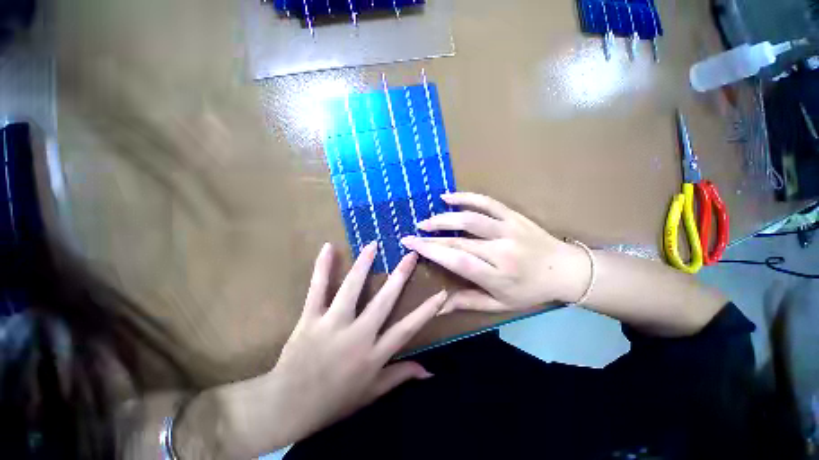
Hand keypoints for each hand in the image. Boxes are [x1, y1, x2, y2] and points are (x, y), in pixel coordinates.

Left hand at [203, 242, 447, 458]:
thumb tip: (430, 371)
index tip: (441, 293)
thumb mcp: (372, 392)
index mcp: (374, 354)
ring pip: (351, 288)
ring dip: (364, 264)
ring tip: (373, 244)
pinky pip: (317, 289)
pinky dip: (322, 268)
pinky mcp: (311, 319)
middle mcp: (357, 336)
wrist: (288, 407)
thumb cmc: (334, 401)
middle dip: (400, 276)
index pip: (407, 329)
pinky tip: (328, 247)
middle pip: (384, 301)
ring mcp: (333, 324)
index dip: (426, 311)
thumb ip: (401, 376)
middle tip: (410, 254)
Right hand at [401, 193, 590, 313]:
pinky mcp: (513, 216)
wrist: (567, 270)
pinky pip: (487, 202)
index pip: (458, 261)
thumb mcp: (501, 305)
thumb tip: (438, 305)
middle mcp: (501, 251)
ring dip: (444, 218)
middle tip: (411, 235)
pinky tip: (448, 197)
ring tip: (426, 221)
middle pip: (459, 241)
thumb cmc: (531, 291)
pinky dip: (466, 197)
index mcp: (498, 276)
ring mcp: (508, 230)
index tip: (412, 246)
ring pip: (470, 219)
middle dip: (430, 238)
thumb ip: (468, 302)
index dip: (433, 252)